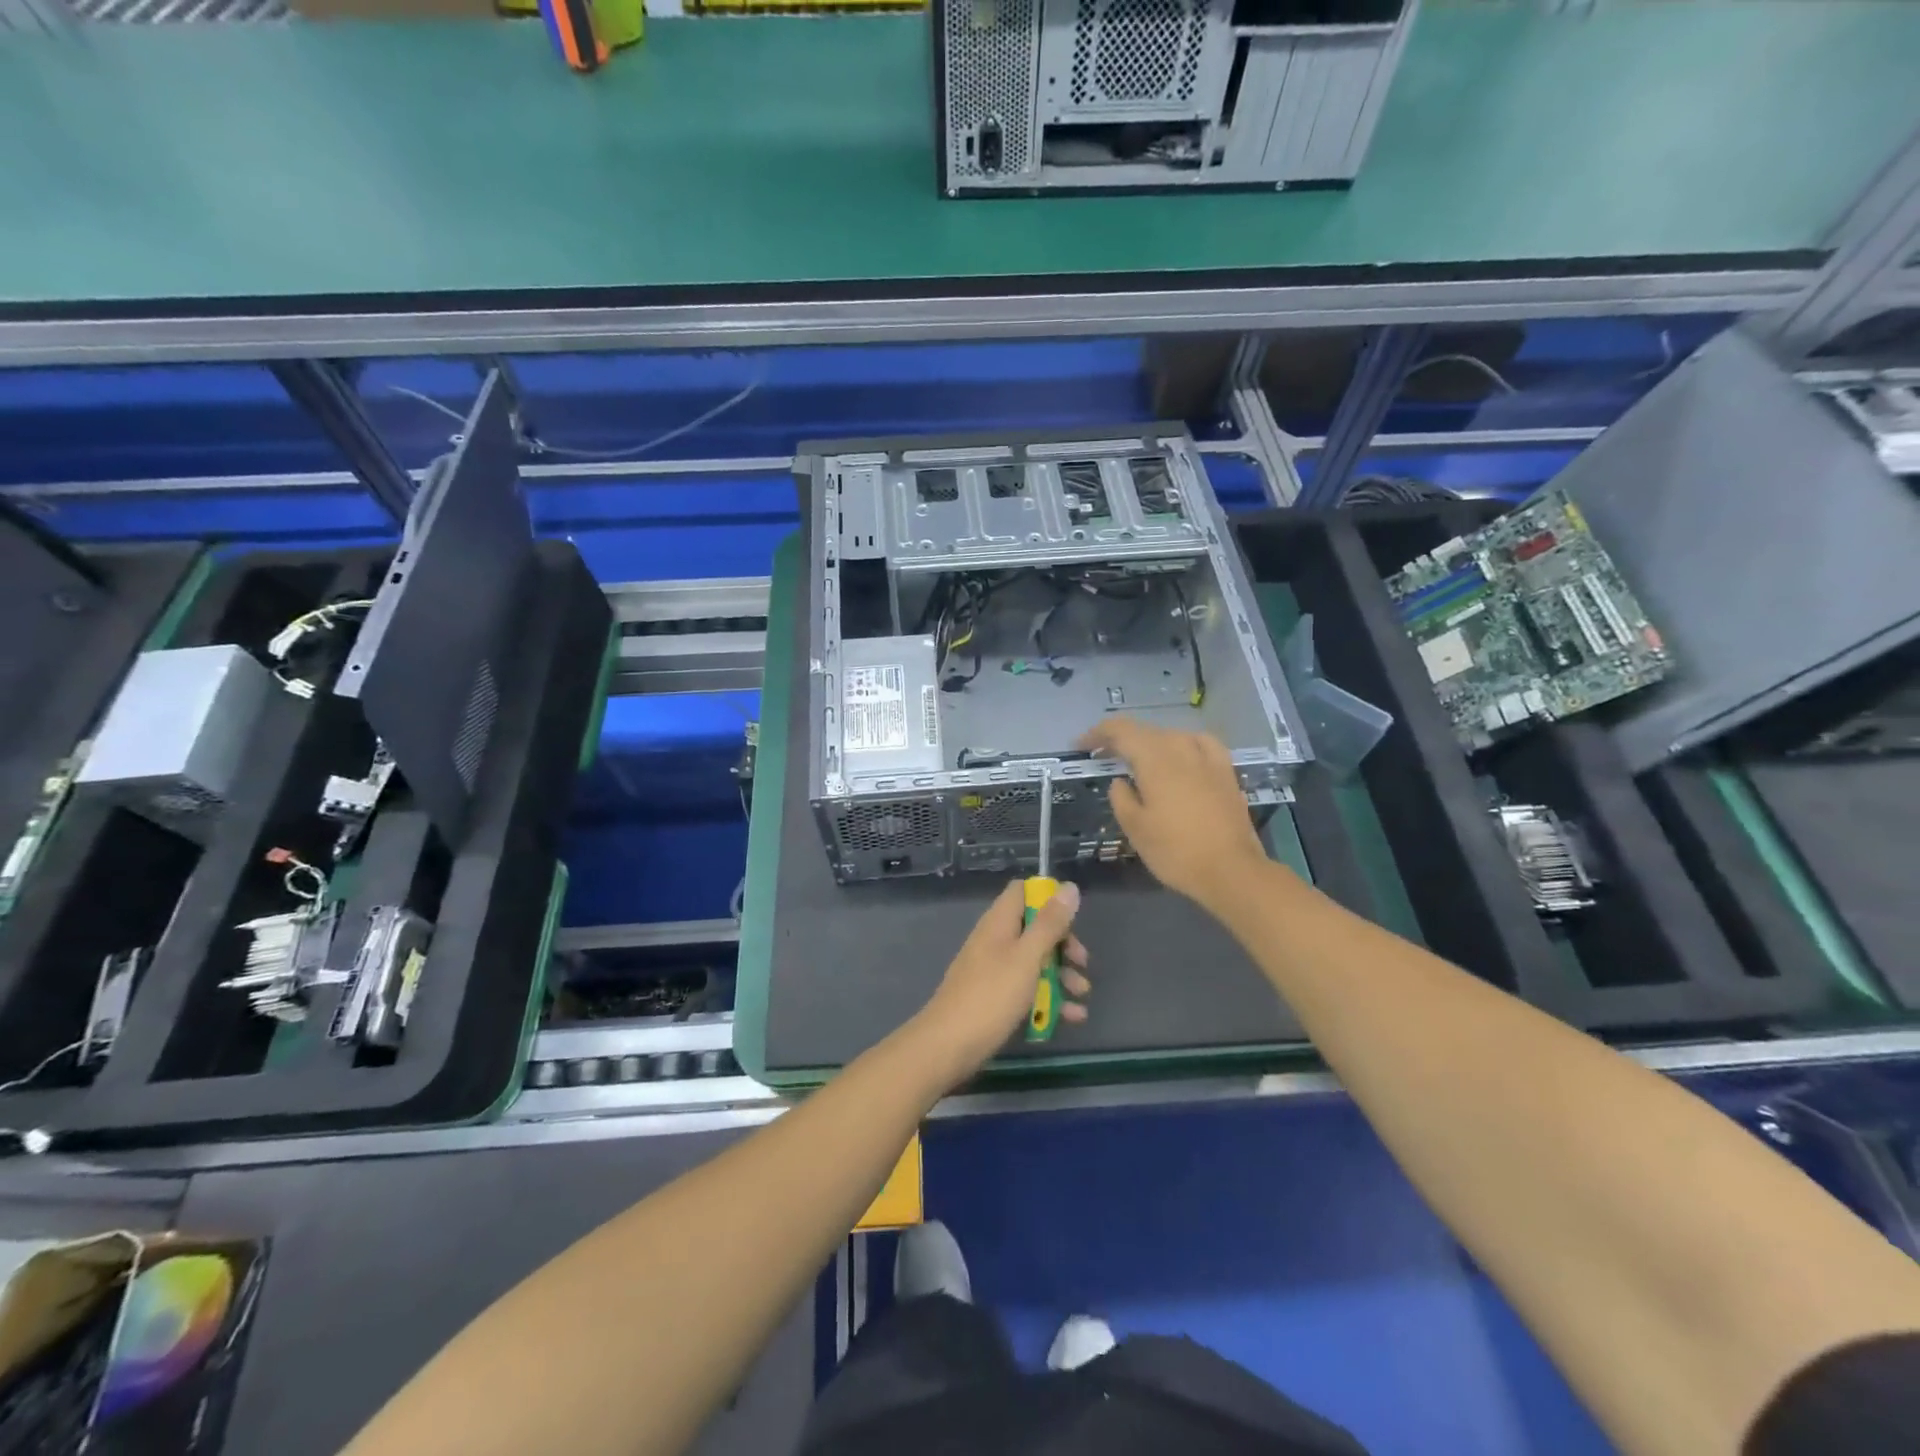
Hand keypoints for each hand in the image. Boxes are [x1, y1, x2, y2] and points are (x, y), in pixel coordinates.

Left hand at [914, 880, 1089, 1080]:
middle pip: (1034, 928)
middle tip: (1082, 962)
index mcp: (999, 922)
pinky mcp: (996, 998)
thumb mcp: (1027, 957)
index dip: (1048, 897)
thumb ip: (1049, 924)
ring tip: (1082, 995)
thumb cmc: (991, 996)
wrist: (948, 1047)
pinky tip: (1072, 1017)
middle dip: (1063, 944)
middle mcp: (996, 940)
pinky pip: (1027, 989)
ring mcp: (994, 970)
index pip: (1022, 891)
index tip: (1072, 916)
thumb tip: (1069, 887)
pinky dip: (1049, 998)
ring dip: (1061, 975)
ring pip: (1034, 961)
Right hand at [1079, 717, 1270, 913]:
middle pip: (1146, 731)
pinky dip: (1183, 744)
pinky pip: (1200, 743)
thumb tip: (1120, 781)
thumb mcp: (1135, 828)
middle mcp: (1181, 749)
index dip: (1098, 733)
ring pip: (1172, 735)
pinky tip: (1183, 756)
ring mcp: (1208, 758)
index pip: (1120, 730)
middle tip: (1103, 755)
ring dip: (1150, 742)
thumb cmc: (1175, 851)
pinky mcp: (1226, 772)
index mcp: (1154, 760)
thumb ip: (1121, 797)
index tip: (1081, 745)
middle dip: (1121, 739)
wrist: (1231, 871)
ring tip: (1139, 758)